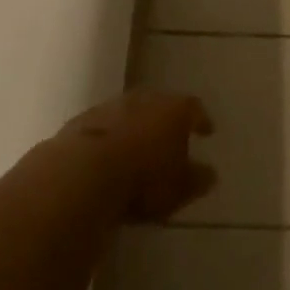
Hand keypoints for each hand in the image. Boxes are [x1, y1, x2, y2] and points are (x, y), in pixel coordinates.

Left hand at [60, 88, 216, 222]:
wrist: (82, 174)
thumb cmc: (144, 180)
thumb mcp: (180, 189)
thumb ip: (198, 179)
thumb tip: (209, 174)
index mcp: (174, 110)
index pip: (193, 108)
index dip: (200, 120)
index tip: (206, 131)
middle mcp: (143, 100)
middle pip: (159, 105)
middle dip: (165, 120)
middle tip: (170, 137)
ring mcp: (109, 107)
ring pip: (128, 113)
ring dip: (134, 127)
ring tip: (137, 148)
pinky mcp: (81, 122)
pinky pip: (102, 128)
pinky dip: (108, 138)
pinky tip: (106, 157)